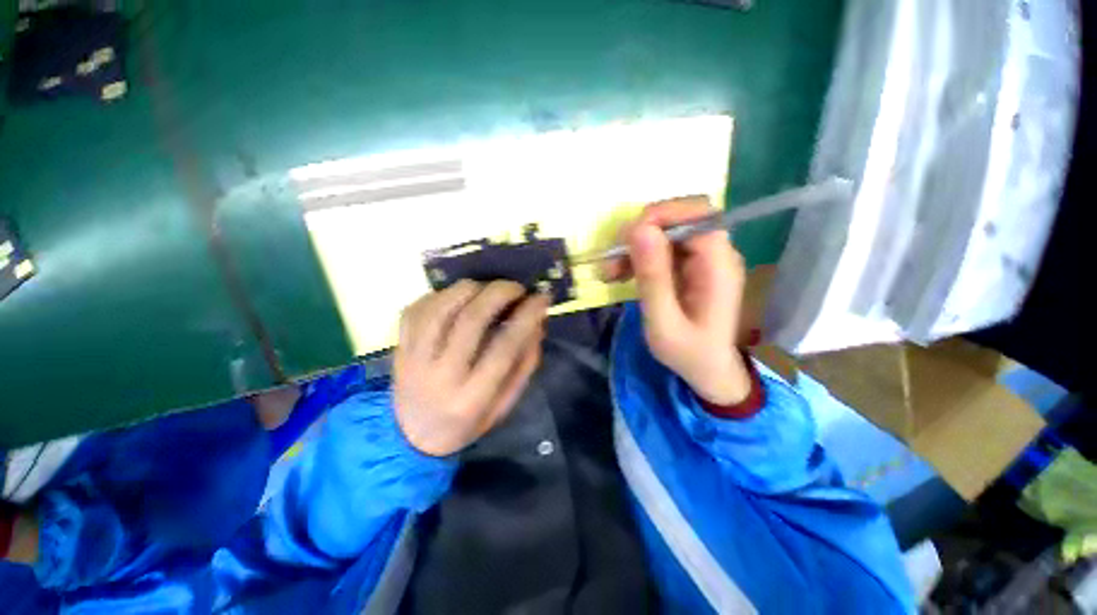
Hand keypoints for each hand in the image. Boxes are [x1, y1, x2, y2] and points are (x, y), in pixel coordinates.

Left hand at [394, 281, 549, 455]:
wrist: (412, 436)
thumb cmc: (468, 421)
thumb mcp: (505, 403)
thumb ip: (524, 363)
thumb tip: (537, 321)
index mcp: (472, 397)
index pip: (504, 347)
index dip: (527, 317)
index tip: (541, 298)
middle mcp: (440, 376)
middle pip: (470, 320)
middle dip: (499, 293)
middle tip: (516, 288)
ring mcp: (413, 359)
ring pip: (441, 308)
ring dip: (470, 288)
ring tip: (487, 289)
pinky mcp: (399, 346)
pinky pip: (417, 308)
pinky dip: (441, 295)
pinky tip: (457, 297)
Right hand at [603, 196, 751, 405]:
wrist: (708, 370)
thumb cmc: (689, 354)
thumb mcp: (663, 322)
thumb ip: (653, 277)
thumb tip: (638, 229)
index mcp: (718, 265)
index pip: (696, 215)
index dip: (659, 217)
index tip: (625, 241)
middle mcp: (715, 253)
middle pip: (678, 218)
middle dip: (640, 234)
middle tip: (612, 260)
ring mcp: (702, 258)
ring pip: (665, 232)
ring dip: (633, 247)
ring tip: (609, 272)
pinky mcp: (689, 266)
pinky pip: (660, 249)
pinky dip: (637, 257)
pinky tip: (620, 274)